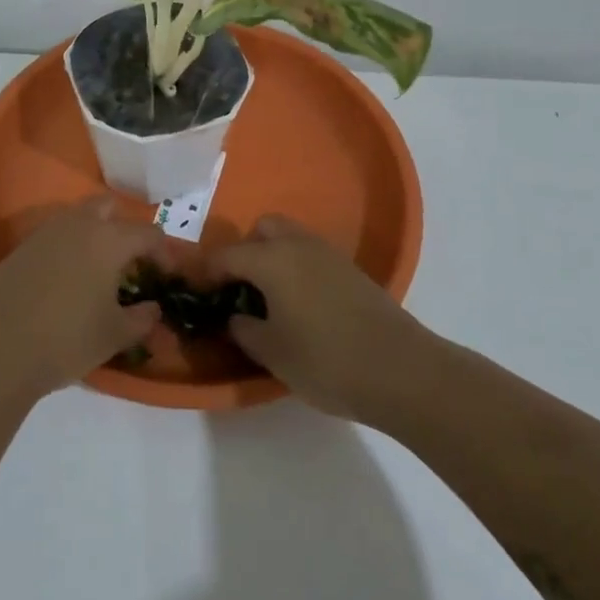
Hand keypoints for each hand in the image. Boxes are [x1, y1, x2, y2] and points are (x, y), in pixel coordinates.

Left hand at [0, 198, 164, 400]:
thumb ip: (142, 319)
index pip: (148, 233)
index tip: (167, 276)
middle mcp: (77, 225)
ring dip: (94, 236)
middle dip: (125, 229)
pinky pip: (54, 238)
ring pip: (78, 219)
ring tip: (100, 273)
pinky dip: (68, 250)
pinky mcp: (19, 251)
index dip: (164, 253)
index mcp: (109, 239)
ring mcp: (44, 235)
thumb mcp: (115, 335)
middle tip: (131, 263)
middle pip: (109, 208)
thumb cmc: (66, 339)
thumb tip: (153, 309)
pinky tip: (67, 283)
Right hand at [211, 215, 444, 422]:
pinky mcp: (352, 271)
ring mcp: (330, 255)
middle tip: (240, 289)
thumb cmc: (325, 360)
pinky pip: (312, 256)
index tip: (199, 293)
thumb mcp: (272, 352)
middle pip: (264, 229)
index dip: (207, 273)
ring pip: (291, 238)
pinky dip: (298, 268)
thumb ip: (244, 330)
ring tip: (269, 299)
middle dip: (246, 251)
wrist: (400, 370)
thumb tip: (235, 317)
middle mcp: (299, 246)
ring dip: (274, 257)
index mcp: (272, 260)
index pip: (227, 256)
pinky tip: (300, 305)